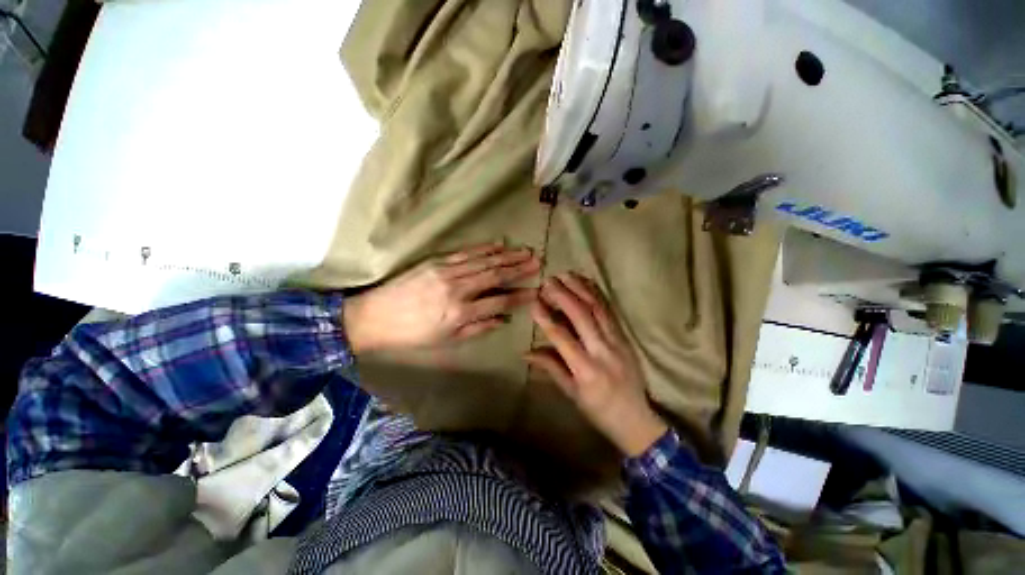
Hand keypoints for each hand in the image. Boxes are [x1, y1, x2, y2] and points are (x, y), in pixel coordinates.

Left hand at [343, 243, 539, 351]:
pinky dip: (484, 248)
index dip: (520, 296)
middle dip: (519, 269)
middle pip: (495, 276)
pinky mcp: (436, 262)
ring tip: (525, 251)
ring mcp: (447, 272)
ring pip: (484, 261)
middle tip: (538, 262)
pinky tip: (498, 244)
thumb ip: (477, 329)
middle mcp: (458, 289)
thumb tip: (503, 320)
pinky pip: (466, 253)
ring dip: (507, 256)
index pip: (499, 301)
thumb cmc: (412, 335)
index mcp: (461, 313)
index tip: (536, 291)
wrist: (374, 317)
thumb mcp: (446, 341)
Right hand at [526, 273, 667, 456]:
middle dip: (564, 295)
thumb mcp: (570, 393)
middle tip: (548, 281)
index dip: (546, 318)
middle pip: (582, 316)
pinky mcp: (625, 337)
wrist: (635, 418)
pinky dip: (597, 294)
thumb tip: (526, 352)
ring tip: (566, 274)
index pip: (562, 338)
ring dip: (581, 288)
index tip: (534, 302)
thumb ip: (550, 367)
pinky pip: (610, 311)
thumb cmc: (597, 409)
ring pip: (598, 308)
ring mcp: (618, 341)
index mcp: (586, 370)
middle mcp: (603, 351)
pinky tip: (587, 283)